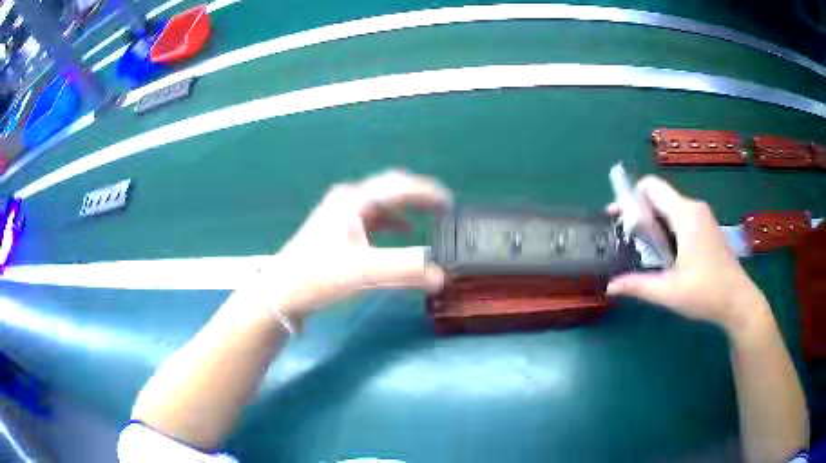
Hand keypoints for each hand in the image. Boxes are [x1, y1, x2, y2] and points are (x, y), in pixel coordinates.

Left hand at [263, 170, 450, 320]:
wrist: (281, 293)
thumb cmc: (316, 276)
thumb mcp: (361, 271)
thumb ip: (403, 270)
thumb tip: (441, 275)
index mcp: (353, 201)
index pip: (398, 187)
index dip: (427, 192)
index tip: (451, 202)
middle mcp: (349, 201)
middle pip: (391, 189)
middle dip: (418, 196)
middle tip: (444, 207)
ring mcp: (342, 215)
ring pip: (383, 204)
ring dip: (407, 208)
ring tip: (431, 215)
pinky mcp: (340, 231)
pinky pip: (375, 220)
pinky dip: (393, 223)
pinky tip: (404, 231)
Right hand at [606, 176, 768, 334]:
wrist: (738, 301)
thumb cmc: (706, 293)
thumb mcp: (669, 292)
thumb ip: (638, 285)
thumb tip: (610, 286)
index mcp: (685, 215)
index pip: (651, 187)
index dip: (630, 197)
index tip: (618, 219)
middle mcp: (693, 207)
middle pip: (658, 197)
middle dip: (638, 213)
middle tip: (625, 239)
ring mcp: (702, 216)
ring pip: (669, 208)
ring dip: (652, 223)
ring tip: (642, 249)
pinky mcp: (706, 227)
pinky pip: (680, 217)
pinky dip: (666, 228)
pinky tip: (663, 254)